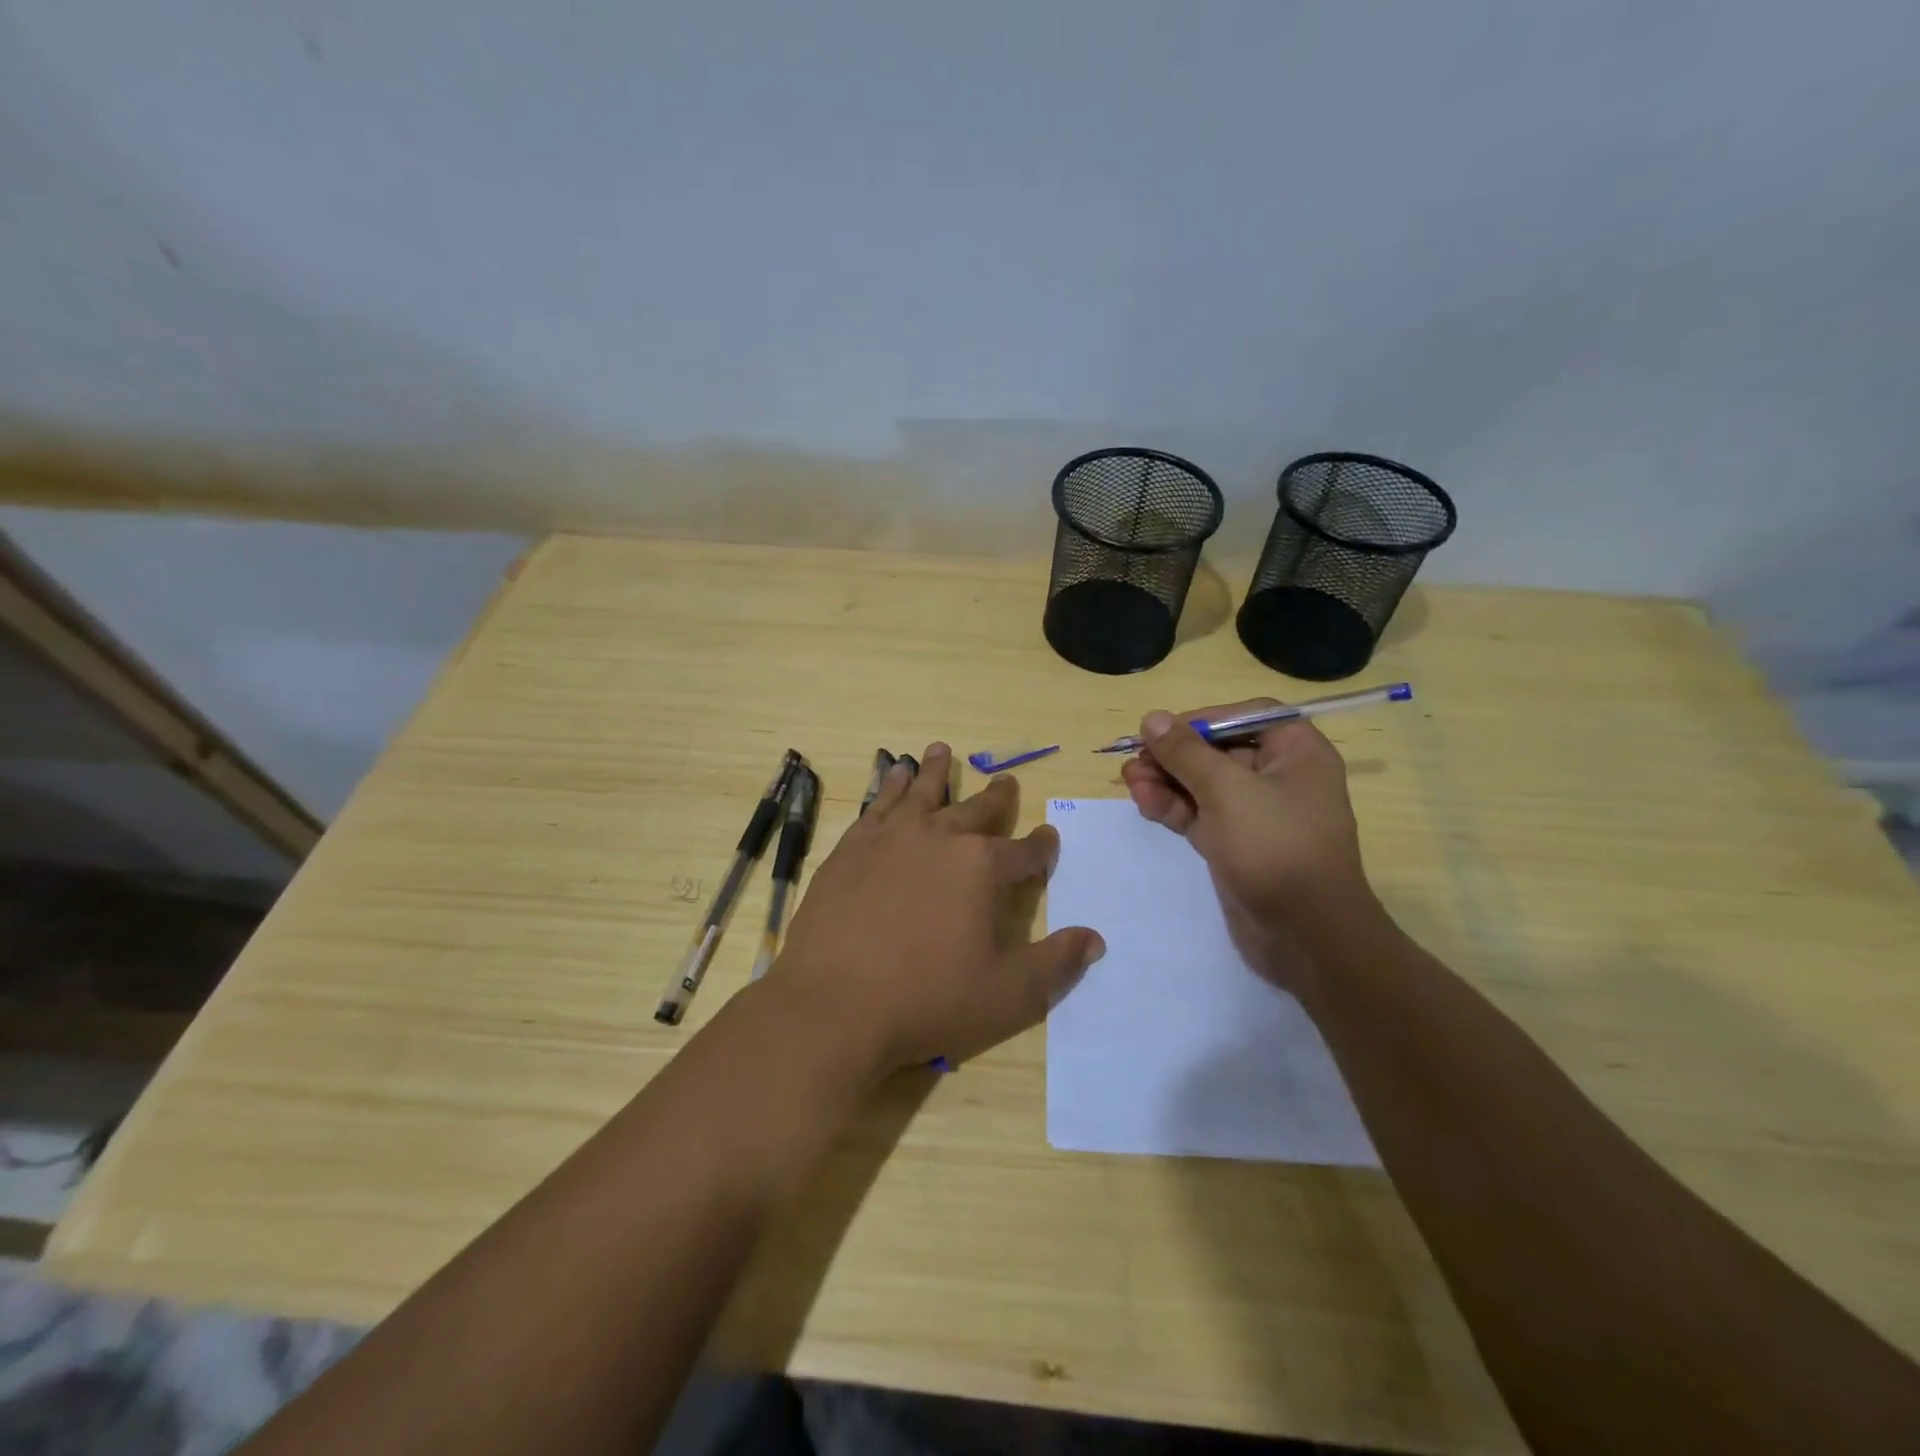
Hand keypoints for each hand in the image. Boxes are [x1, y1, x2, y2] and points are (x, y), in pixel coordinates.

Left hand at [769, 743, 1104, 1076]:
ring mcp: (891, 838)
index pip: (1024, 851)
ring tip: (940, 750)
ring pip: (921, 792)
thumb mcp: (1007, 994)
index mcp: (981, 867)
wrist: (834, 1003)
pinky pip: (878, 804)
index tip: (1049, 838)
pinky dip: (889, 786)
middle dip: (996, 798)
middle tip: (1007, 781)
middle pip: (976, 810)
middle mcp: (939, 838)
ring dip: (935, 771)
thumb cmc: (927, 1000)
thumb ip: (1055, 964)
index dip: (1041, 846)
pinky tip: (891, 777)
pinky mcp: (852, 847)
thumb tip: (1094, 939)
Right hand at [1119, 703, 1375, 995]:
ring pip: (1202, 785)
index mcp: (1296, 753)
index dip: (1201, 719)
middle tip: (1134, 759)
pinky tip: (1143, 802)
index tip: (1162, 729)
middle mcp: (1279, 778)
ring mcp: (1256, 814)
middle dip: (1173, 755)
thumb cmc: (1275, 847)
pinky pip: (1200, 815)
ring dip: (1166, 780)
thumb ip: (1186, 752)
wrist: (1305, 935)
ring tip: (1129, 780)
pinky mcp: (1235, 845)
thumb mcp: (1227, 790)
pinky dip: (1173, 807)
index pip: (1244, 716)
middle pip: (1217, 751)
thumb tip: (1152, 718)